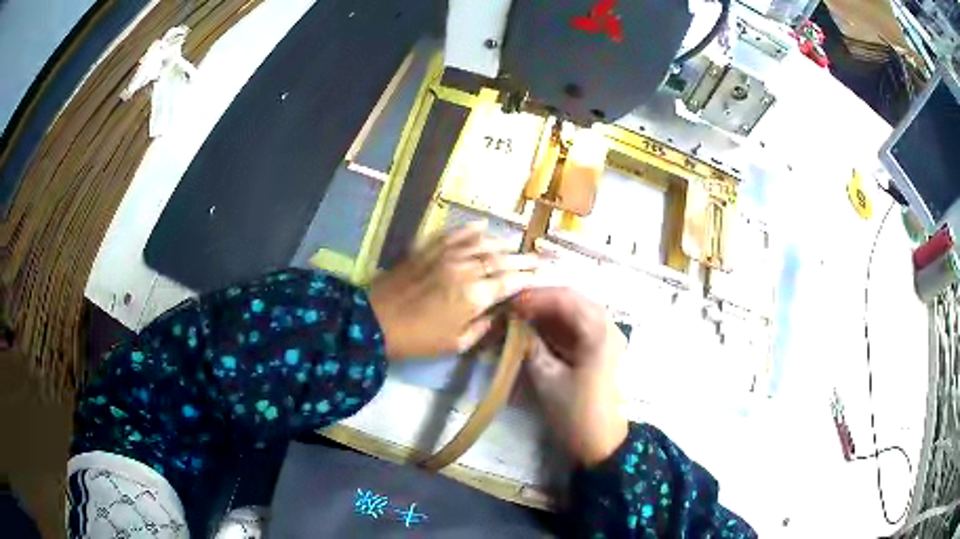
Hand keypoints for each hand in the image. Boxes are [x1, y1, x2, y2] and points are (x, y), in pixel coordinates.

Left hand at [369, 222, 538, 359]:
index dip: (528, 277)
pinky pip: (455, 234)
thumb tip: (497, 314)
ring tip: (513, 244)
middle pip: (501, 259)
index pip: (510, 282)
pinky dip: (471, 228)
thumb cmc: (417, 339)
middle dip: (522, 258)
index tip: (540, 274)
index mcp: (475, 296)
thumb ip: (482, 327)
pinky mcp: (428, 248)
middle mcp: (466, 269)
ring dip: (501, 243)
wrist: (375, 321)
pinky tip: (482, 225)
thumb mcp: (455, 344)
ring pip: (482, 243)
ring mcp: (446, 255)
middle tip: (537, 257)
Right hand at [512, 288, 628, 465]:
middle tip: (513, 308)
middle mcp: (608, 327)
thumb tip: (513, 326)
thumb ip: (530, 347)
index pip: (565, 298)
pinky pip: (579, 327)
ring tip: (521, 317)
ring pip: (576, 311)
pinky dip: (558, 325)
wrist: (605, 443)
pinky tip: (538, 331)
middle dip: (541, 301)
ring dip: (549, 312)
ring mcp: (608, 338)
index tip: (508, 303)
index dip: (534, 296)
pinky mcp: (603, 350)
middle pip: (573, 300)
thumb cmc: (577, 413)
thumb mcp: (548, 380)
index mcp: (598, 332)